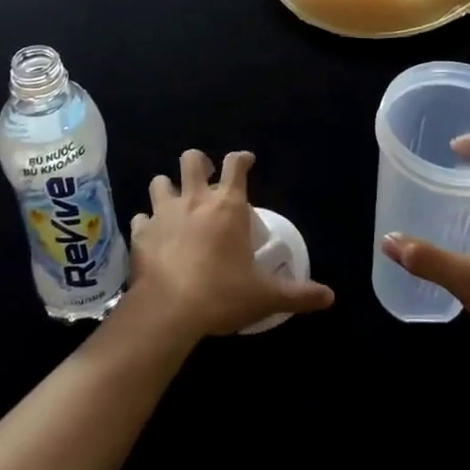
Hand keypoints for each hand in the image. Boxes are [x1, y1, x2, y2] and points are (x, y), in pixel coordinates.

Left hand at [127, 149, 334, 341]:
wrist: (168, 311)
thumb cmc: (222, 295)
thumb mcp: (266, 296)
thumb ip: (298, 294)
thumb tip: (330, 296)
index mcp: (228, 206)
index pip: (235, 165)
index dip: (242, 158)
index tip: (247, 161)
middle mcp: (194, 200)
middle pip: (191, 159)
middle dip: (199, 163)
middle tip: (204, 178)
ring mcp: (163, 214)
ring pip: (159, 182)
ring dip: (167, 188)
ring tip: (174, 203)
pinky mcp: (140, 233)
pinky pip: (140, 218)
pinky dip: (146, 223)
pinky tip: (151, 235)